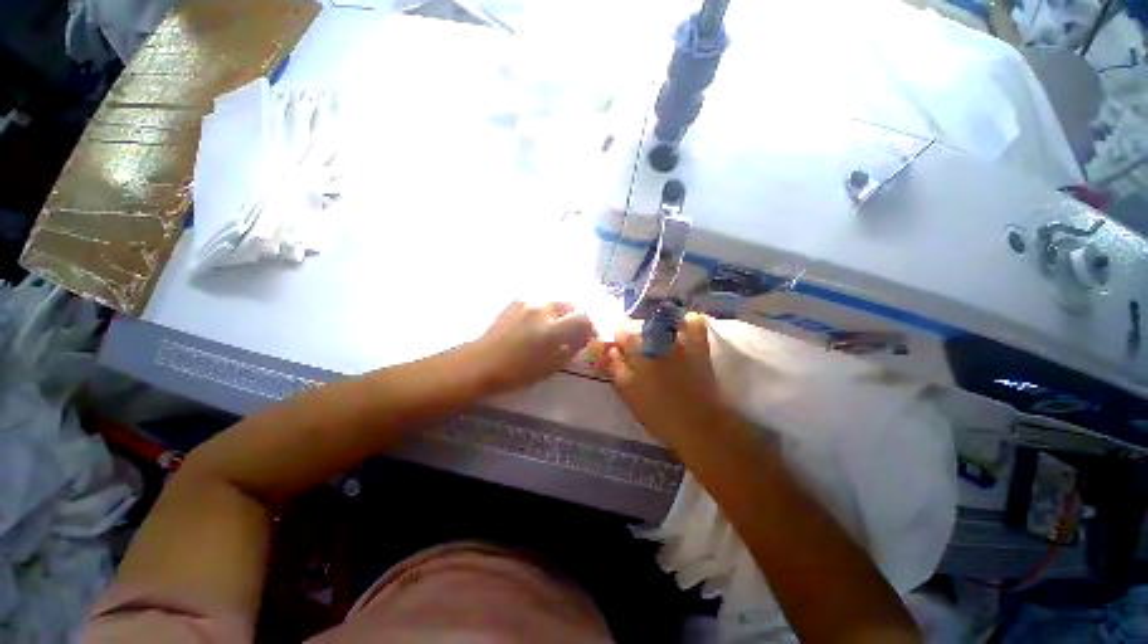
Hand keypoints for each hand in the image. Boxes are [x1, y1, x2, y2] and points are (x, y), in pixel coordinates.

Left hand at [474, 301, 594, 393]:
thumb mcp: (551, 366)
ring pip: (554, 302)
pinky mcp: (516, 301)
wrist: (482, 362)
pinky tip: (536, 323)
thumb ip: (572, 348)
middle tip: (571, 332)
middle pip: (571, 304)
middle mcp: (542, 309)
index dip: (590, 327)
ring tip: (553, 327)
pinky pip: (539, 302)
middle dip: (575, 317)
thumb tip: (583, 337)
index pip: (584, 318)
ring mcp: (528, 302)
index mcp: (552, 329)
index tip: (588, 336)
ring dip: (560, 313)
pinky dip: (544, 310)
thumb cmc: (517, 371)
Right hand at [604, 313, 727, 447]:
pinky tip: (681, 337)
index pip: (620, 328)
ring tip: (659, 347)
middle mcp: (660, 331)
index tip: (620, 356)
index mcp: (638, 343)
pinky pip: (695, 321)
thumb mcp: (626, 391)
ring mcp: (683, 335)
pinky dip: (686, 324)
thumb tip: (610, 348)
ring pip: (665, 319)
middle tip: (639, 357)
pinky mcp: (701, 342)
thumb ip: (614, 365)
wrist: (701, 424)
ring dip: (658, 329)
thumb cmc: (658, 411)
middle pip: (641, 323)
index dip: (618, 342)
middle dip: (637, 336)